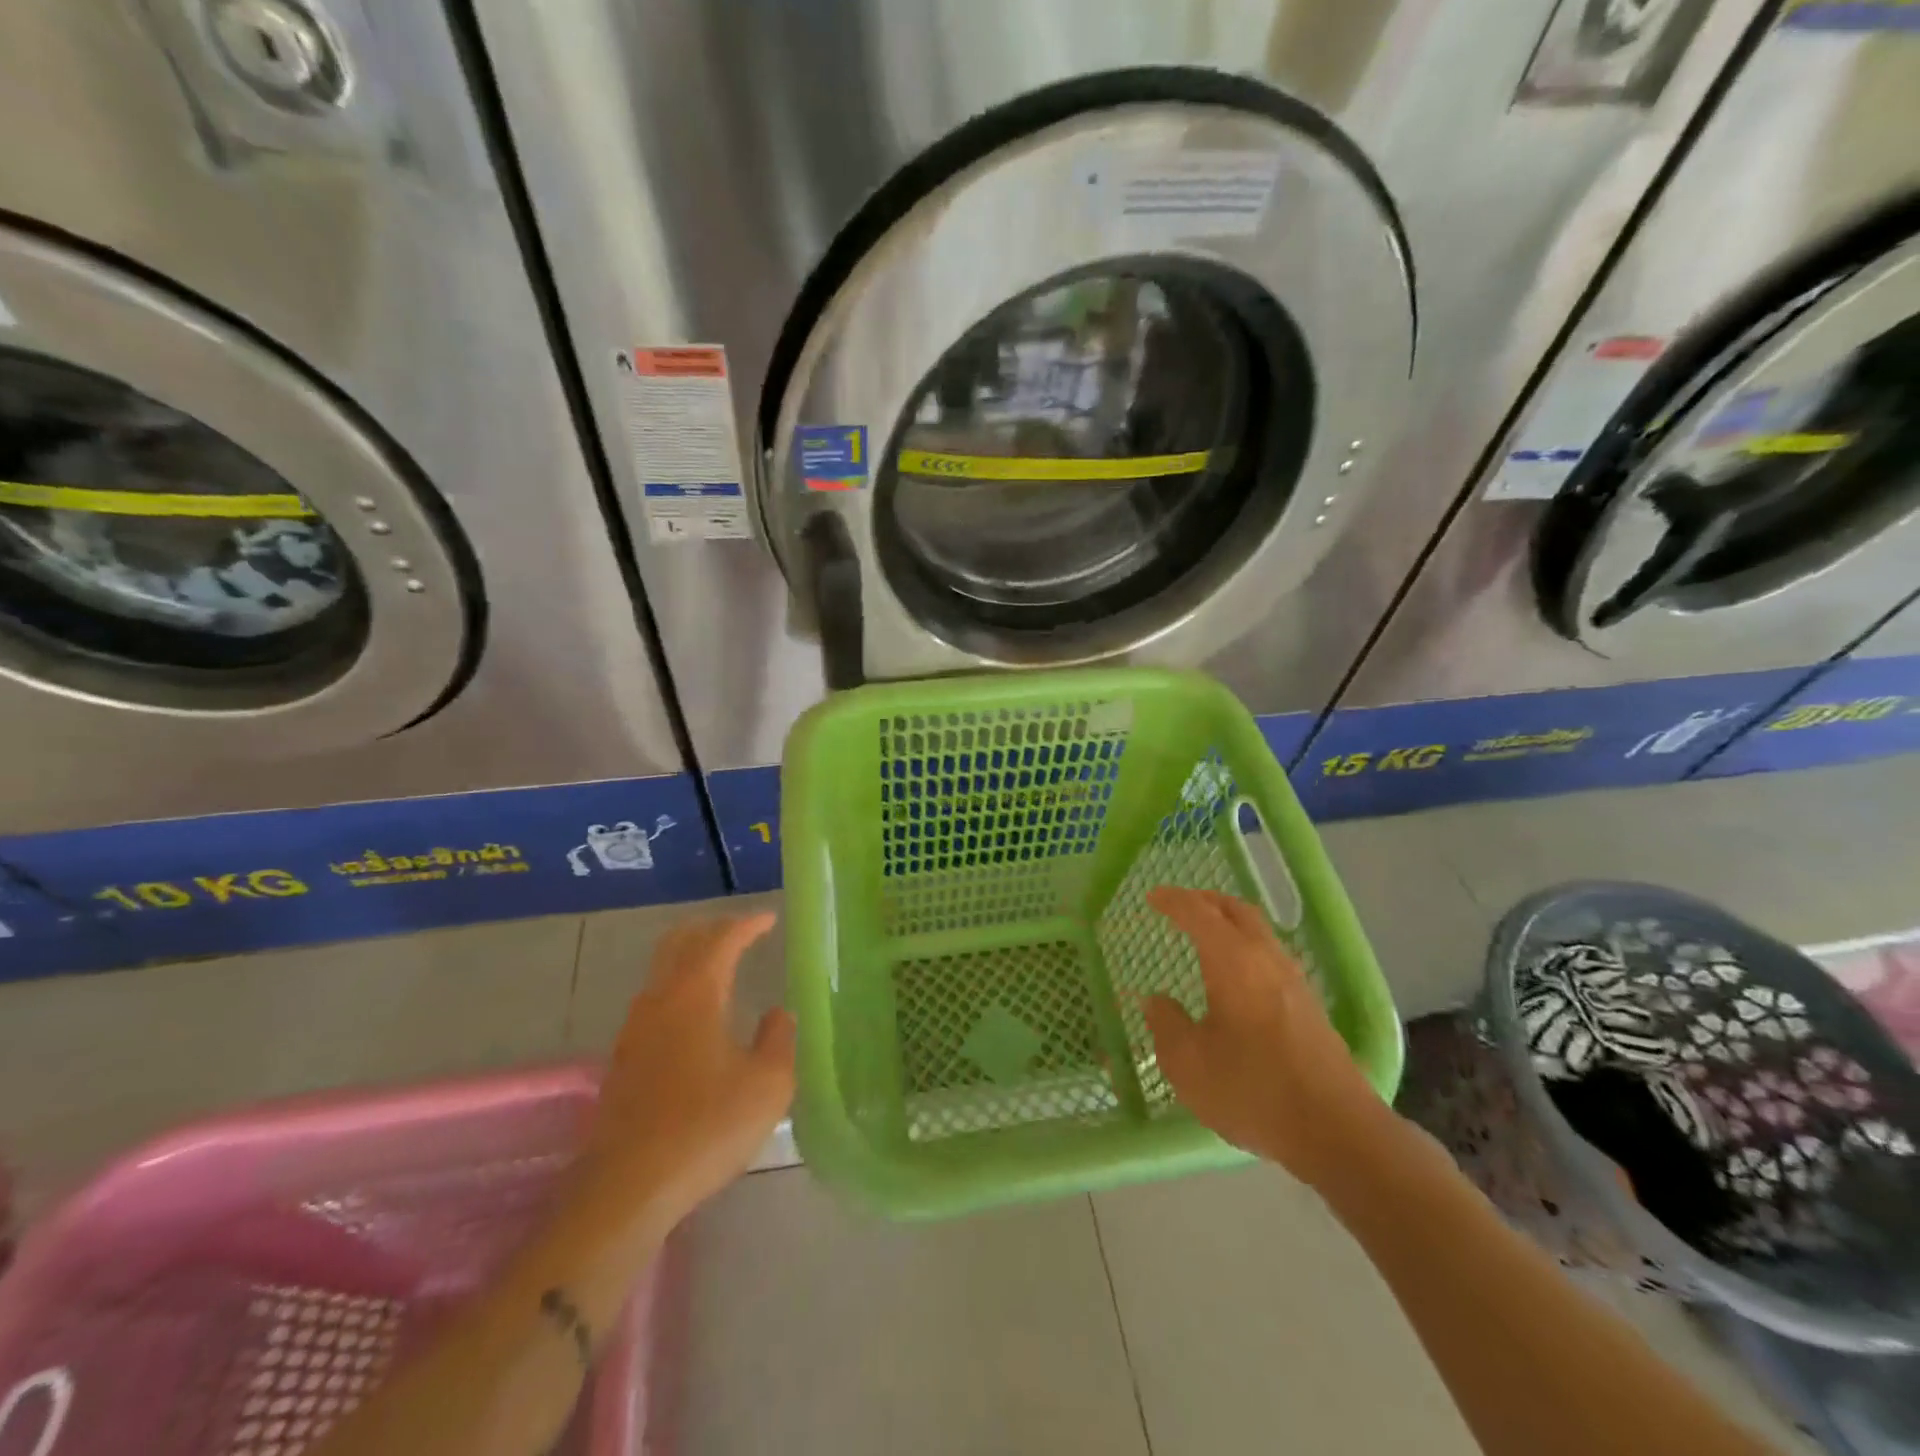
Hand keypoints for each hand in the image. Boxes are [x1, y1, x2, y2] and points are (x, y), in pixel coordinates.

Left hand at [571, 913, 795, 1238]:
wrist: (628, 1188)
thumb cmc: (707, 1127)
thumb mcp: (768, 1085)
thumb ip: (779, 1040)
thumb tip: (777, 1014)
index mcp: (696, 994)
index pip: (722, 939)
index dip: (748, 925)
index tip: (769, 920)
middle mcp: (660, 1000)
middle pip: (680, 942)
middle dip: (711, 929)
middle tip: (741, 932)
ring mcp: (634, 1030)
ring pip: (662, 971)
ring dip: (691, 958)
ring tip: (721, 968)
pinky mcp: (623, 1060)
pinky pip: (654, 1002)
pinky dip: (678, 989)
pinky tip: (695, 1018)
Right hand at [1143, 887, 1394, 1190]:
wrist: (1337, 1131)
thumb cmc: (1252, 1090)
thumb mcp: (1188, 1063)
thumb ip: (1166, 1024)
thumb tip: (1155, 1000)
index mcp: (1232, 960)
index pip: (1198, 913)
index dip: (1173, 901)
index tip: (1152, 897)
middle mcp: (1266, 959)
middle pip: (1236, 911)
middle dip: (1206, 901)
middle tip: (1180, 906)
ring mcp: (1294, 982)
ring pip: (1259, 932)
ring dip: (1229, 923)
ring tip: (1205, 936)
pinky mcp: (1310, 1007)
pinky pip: (1271, 956)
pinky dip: (1246, 947)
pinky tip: (1236, 976)